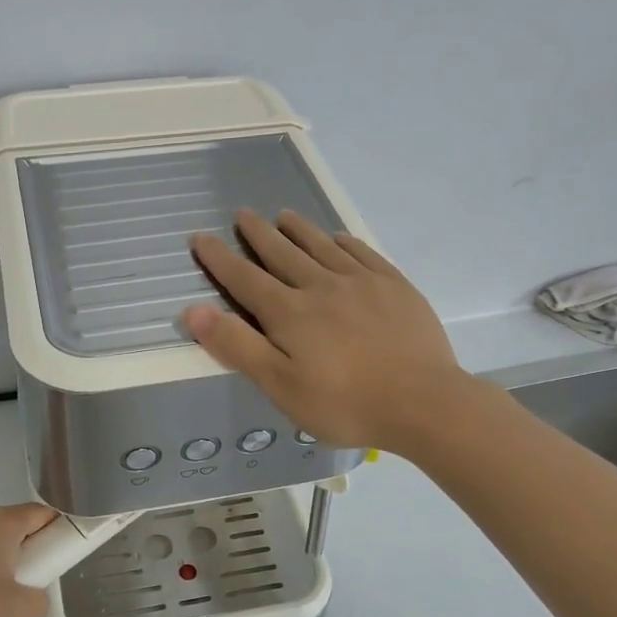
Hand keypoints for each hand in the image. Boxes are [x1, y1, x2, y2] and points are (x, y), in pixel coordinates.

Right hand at [185, 209, 470, 453]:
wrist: (423, 402)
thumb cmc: (344, 403)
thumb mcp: (280, 385)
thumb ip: (237, 346)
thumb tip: (194, 310)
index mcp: (289, 313)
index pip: (244, 278)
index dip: (219, 259)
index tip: (200, 237)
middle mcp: (321, 286)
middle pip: (282, 253)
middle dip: (258, 234)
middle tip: (243, 214)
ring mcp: (361, 282)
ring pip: (322, 246)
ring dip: (299, 230)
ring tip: (284, 216)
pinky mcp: (394, 287)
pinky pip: (362, 253)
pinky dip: (344, 242)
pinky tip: (339, 239)